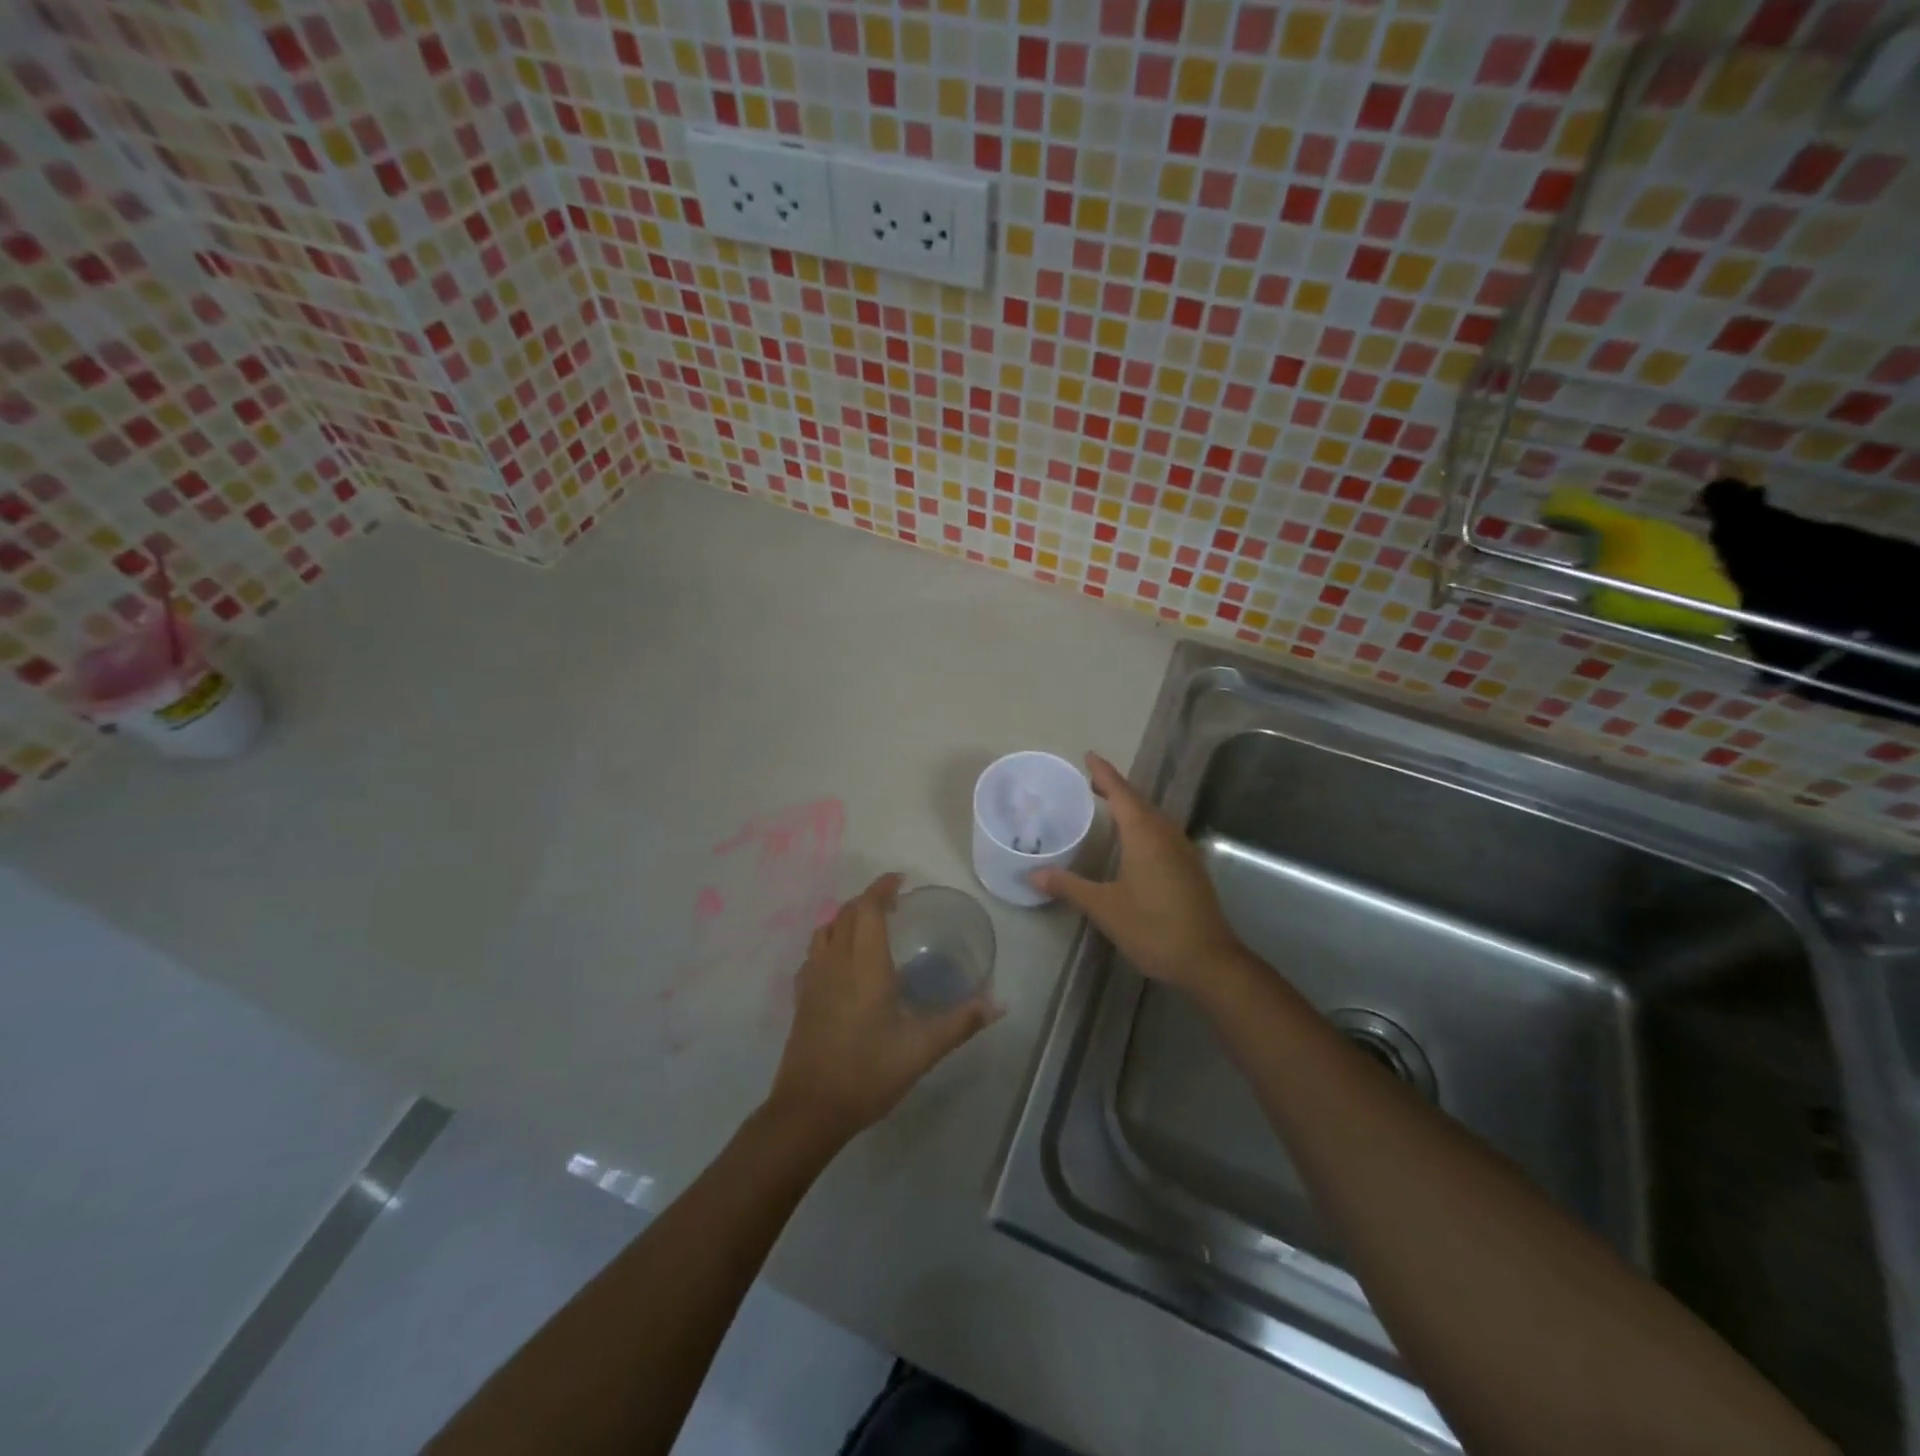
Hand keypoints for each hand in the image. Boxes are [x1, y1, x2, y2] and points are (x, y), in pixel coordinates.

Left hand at [765, 873, 999, 1146]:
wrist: (809, 1110)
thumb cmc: (867, 1074)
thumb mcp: (921, 1050)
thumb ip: (961, 1023)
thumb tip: (999, 1004)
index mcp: (864, 966)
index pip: (866, 909)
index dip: (881, 889)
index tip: (900, 880)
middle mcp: (835, 963)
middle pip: (845, 913)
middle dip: (868, 900)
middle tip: (894, 904)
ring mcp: (813, 979)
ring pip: (825, 930)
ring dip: (847, 918)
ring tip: (870, 926)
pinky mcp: (802, 998)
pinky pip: (814, 953)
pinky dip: (831, 941)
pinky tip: (844, 962)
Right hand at [1031, 753, 1244, 993]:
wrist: (1208, 960)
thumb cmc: (1153, 927)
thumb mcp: (1104, 907)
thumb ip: (1069, 886)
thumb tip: (1032, 874)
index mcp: (1144, 834)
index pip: (1121, 793)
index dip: (1104, 774)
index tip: (1089, 756)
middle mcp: (1166, 834)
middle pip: (1138, 800)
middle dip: (1115, 787)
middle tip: (1090, 781)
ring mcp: (1182, 850)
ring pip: (1153, 816)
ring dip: (1131, 806)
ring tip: (1108, 805)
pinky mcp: (1189, 867)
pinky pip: (1161, 832)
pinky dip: (1142, 824)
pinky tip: (1134, 840)